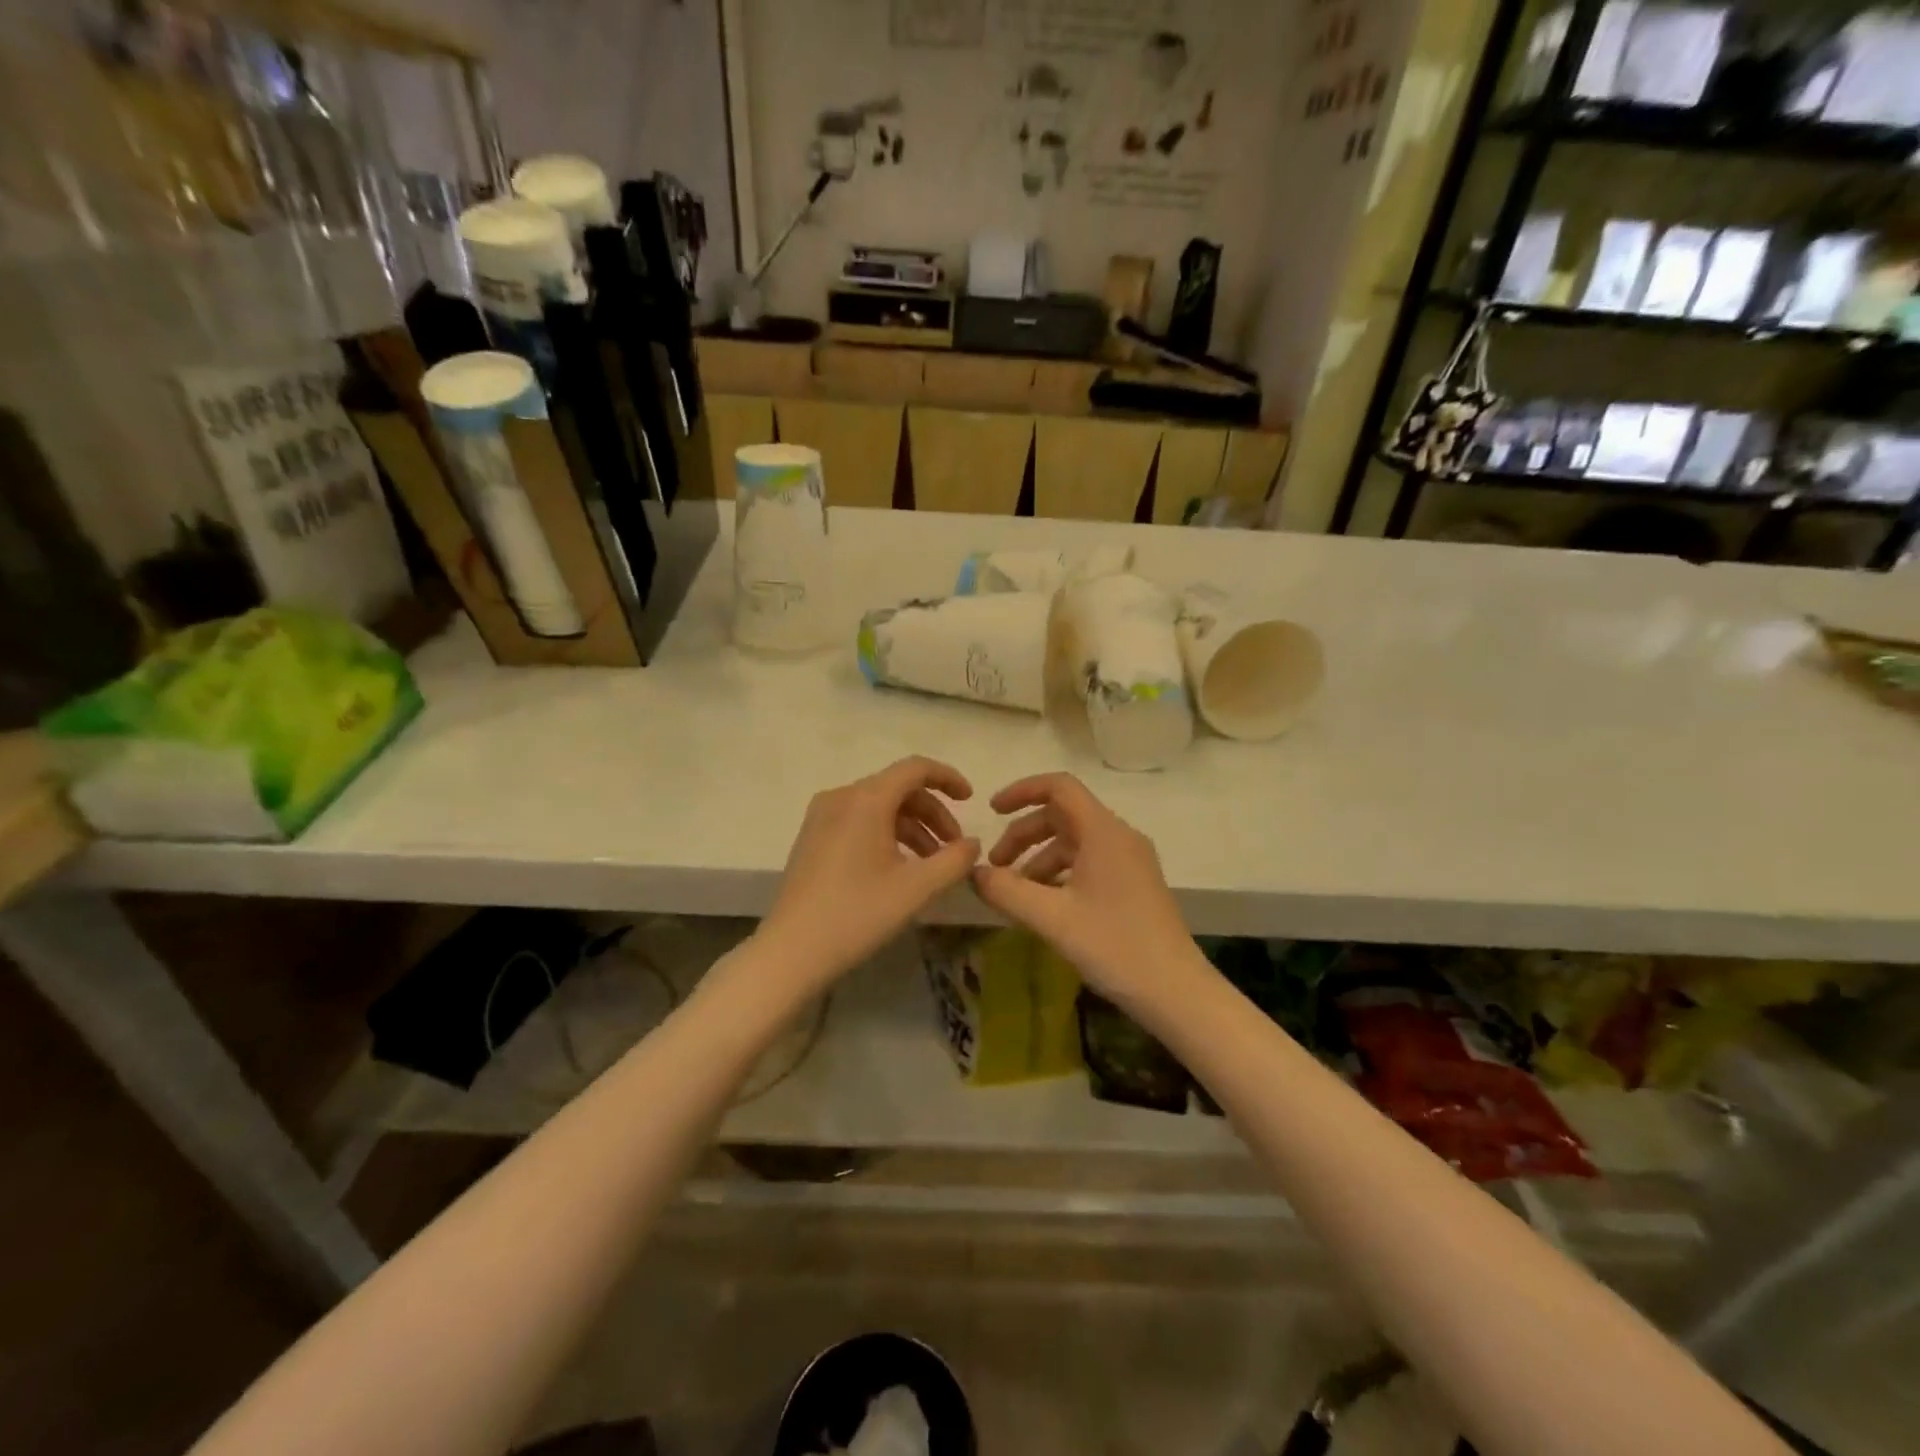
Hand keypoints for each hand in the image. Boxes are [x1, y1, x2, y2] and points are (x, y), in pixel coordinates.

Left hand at [759, 757, 979, 989]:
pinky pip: (859, 821)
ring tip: (932, 864)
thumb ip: (954, 860)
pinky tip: (899, 867)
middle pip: (897, 788)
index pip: (914, 768)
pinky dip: (886, 834)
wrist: (791, 951)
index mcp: (866, 800)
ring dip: (911, 827)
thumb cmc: (857, 914)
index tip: (971, 799)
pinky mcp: (812, 837)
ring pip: (878, 807)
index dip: (947, 778)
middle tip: (954, 847)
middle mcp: (841, 797)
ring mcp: (821, 817)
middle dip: (932, 812)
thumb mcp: (917, 888)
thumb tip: (972, 843)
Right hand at [971, 773, 1202, 1008]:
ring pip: (1075, 841)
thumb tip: (973, 873)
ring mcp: (1130, 860)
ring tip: (1015, 892)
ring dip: (1039, 857)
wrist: (1176, 991)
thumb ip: (1007, 891)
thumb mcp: (1052, 919)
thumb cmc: (1114, 946)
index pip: (1059, 787)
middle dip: (1024, 834)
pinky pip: (1089, 862)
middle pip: (1063, 815)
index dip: (1021, 791)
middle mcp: (1119, 836)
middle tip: (995, 867)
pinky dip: (1060, 873)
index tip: (991, 811)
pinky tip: (1044, 904)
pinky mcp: (1134, 882)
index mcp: (1104, 832)